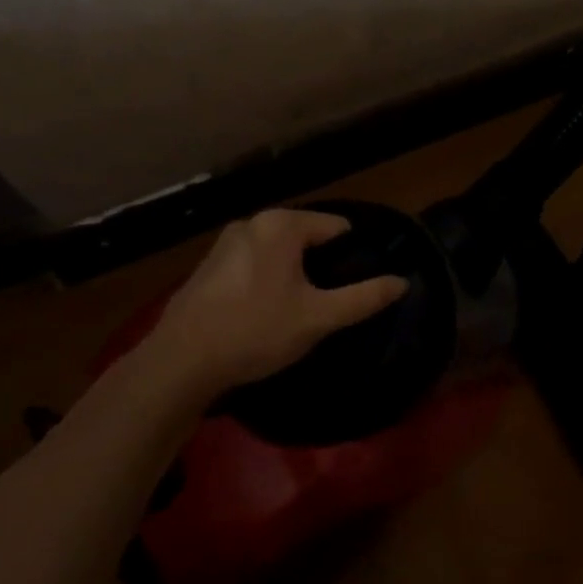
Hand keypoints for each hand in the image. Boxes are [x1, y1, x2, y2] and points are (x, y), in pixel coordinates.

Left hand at [153, 210, 408, 394]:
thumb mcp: (318, 317)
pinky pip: (253, 263)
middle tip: (329, 303)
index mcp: (282, 225)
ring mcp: (226, 242)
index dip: (352, 255)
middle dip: (320, 265)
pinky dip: (266, 279)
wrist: (181, 362)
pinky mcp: (208, 265)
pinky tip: (264, 313)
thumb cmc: (256, 331)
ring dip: (292, 273)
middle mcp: (253, 222)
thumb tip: (402, 282)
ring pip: (278, 251)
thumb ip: (363, 298)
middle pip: (306, 237)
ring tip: (299, 310)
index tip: (357, 286)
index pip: (336, 227)